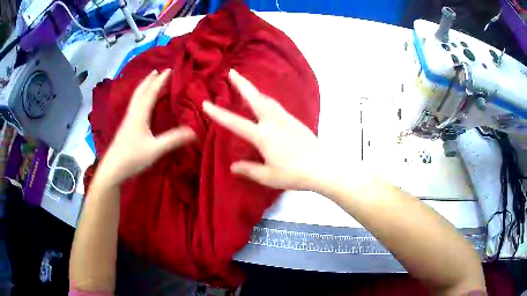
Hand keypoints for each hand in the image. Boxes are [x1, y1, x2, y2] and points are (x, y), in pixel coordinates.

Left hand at [98, 69, 194, 185]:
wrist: (113, 169)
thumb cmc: (132, 158)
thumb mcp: (155, 150)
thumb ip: (173, 140)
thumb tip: (194, 132)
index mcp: (139, 115)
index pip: (151, 93)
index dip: (160, 81)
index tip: (168, 70)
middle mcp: (132, 114)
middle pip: (140, 92)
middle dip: (149, 80)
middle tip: (156, 71)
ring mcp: (127, 120)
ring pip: (135, 98)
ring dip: (143, 87)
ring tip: (148, 82)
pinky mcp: (125, 127)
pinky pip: (133, 105)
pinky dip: (139, 97)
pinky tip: (140, 104)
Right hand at [203, 69, 320, 189]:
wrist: (323, 167)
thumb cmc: (294, 174)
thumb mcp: (268, 176)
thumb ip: (249, 170)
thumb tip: (233, 167)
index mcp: (263, 135)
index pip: (235, 122)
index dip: (218, 113)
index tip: (206, 103)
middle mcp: (273, 122)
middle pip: (254, 98)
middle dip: (241, 84)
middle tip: (231, 72)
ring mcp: (286, 119)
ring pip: (267, 99)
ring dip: (255, 90)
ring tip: (246, 86)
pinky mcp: (296, 121)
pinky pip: (276, 106)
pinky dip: (266, 100)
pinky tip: (266, 104)